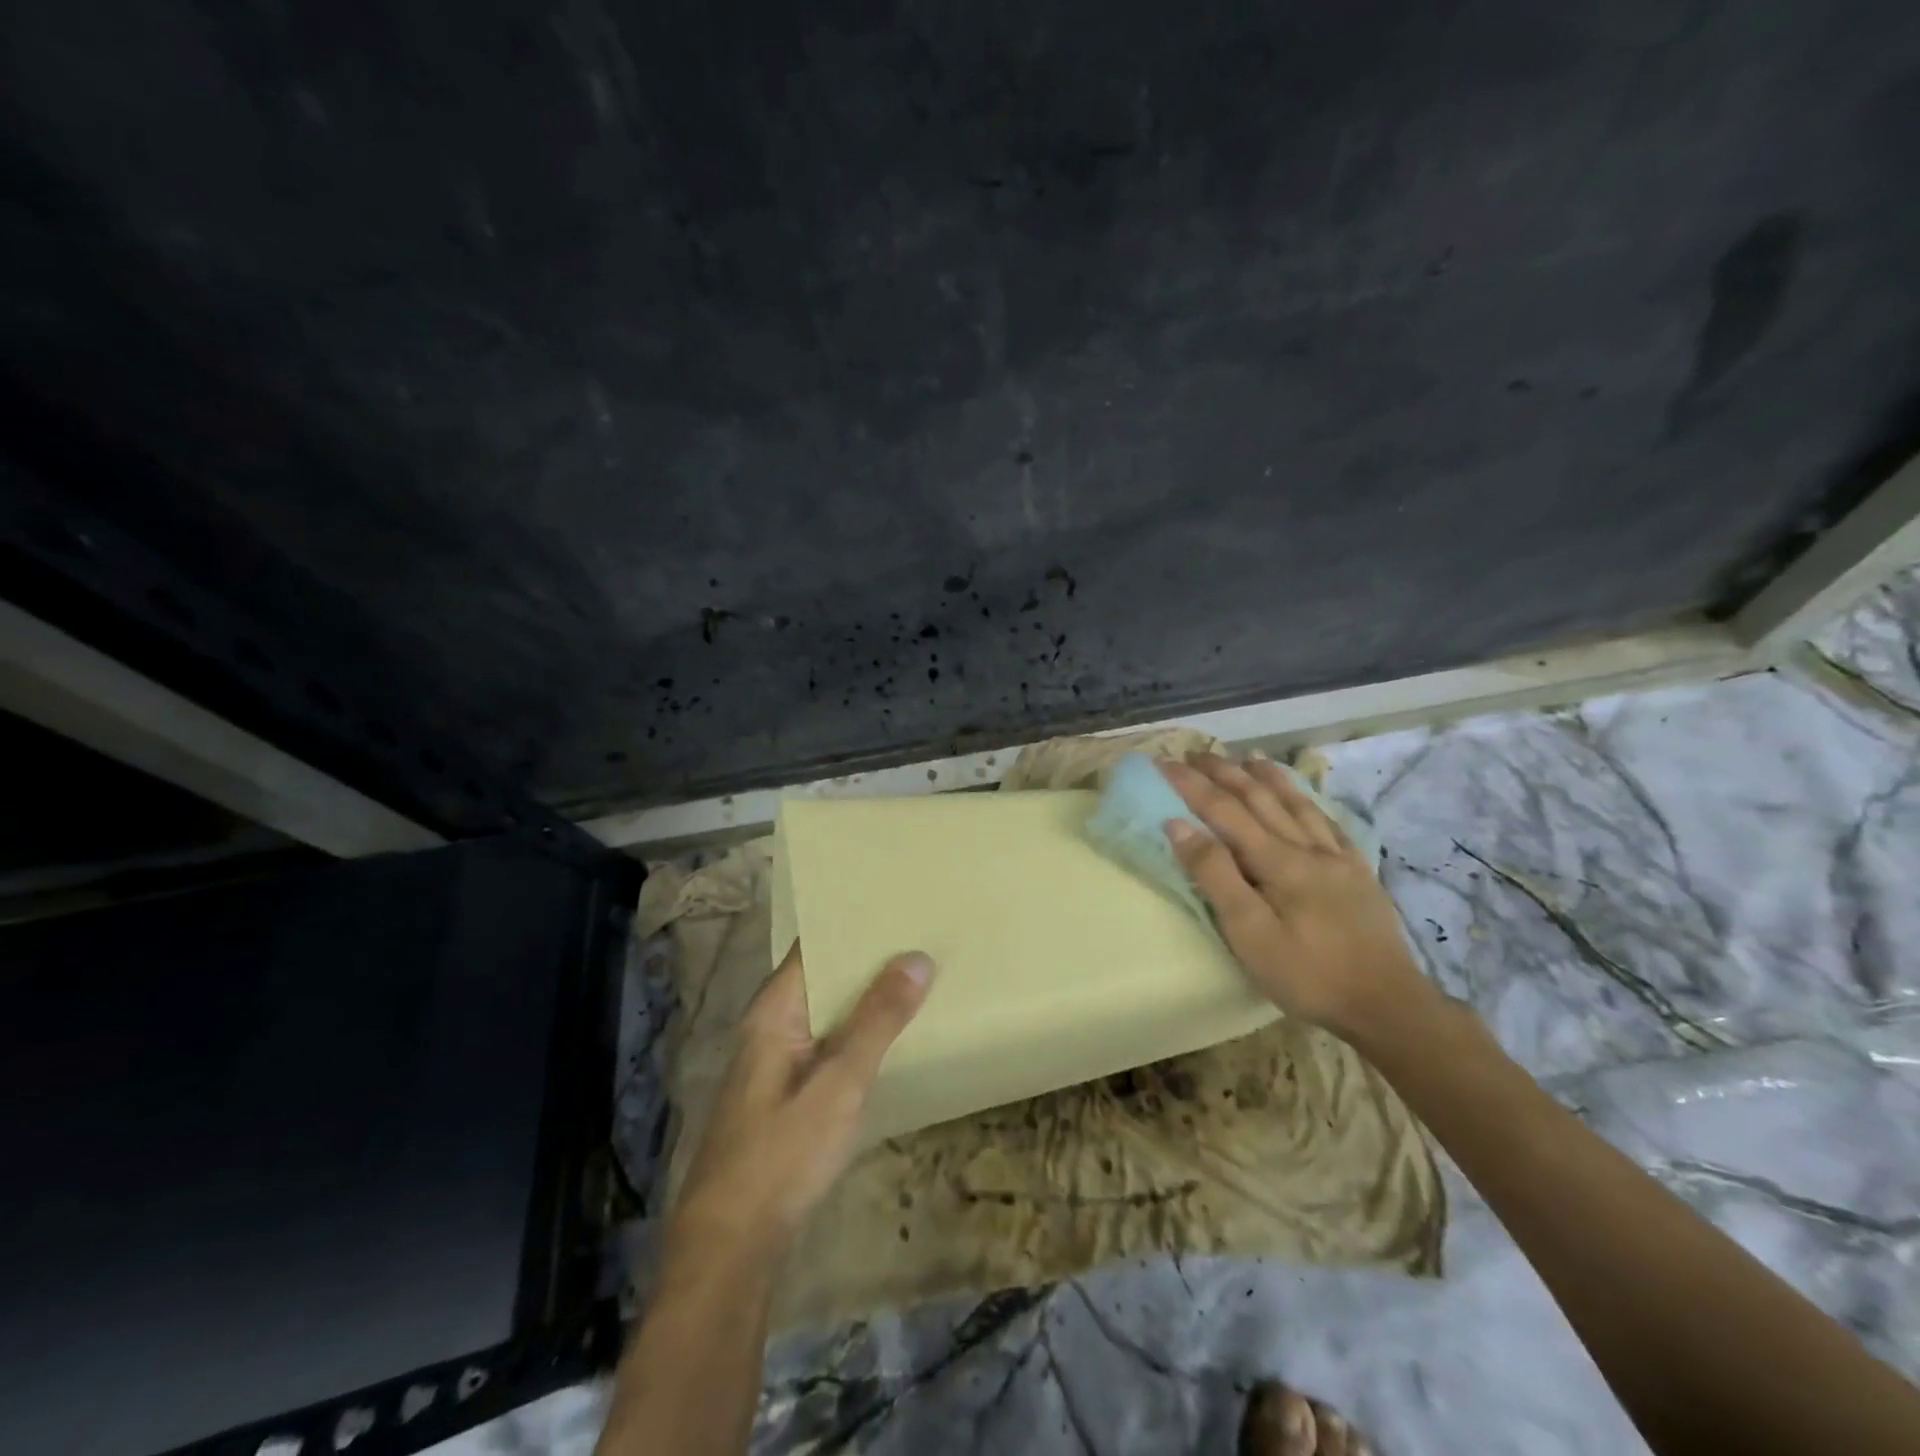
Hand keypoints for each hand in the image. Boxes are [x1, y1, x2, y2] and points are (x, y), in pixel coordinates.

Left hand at [671, 941, 934, 1253]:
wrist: (732, 1248)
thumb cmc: (781, 1155)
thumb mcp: (839, 1084)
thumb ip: (878, 1021)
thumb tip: (916, 957)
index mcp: (774, 1011)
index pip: (814, 946)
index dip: (852, 924)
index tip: (898, 906)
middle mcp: (772, 1026)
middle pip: (824, 977)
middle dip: (869, 960)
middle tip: (922, 936)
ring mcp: (778, 1062)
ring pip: (829, 1014)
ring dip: (867, 999)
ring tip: (919, 976)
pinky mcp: (788, 1095)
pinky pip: (829, 1045)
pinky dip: (859, 1033)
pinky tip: (893, 1036)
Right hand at [1160, 751, 1432, 1043]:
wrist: (1388, 1005)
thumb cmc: (1307, 974)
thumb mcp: (1249, 934)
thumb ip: (1215, 875)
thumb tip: (1179, 825)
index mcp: (1277, 861)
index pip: (1224, 810)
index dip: (1191, 785)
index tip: (1163, 763)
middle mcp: (1307, 847)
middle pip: (1260, 798)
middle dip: (1224, 772)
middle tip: (1195, 753)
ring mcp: (1338, 858)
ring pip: (1297, 803)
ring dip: (1268, 777)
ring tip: (1248, 757)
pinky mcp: (1359, 873)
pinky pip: (1329, 823)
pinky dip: (1309, 802)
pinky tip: (1304, 799)